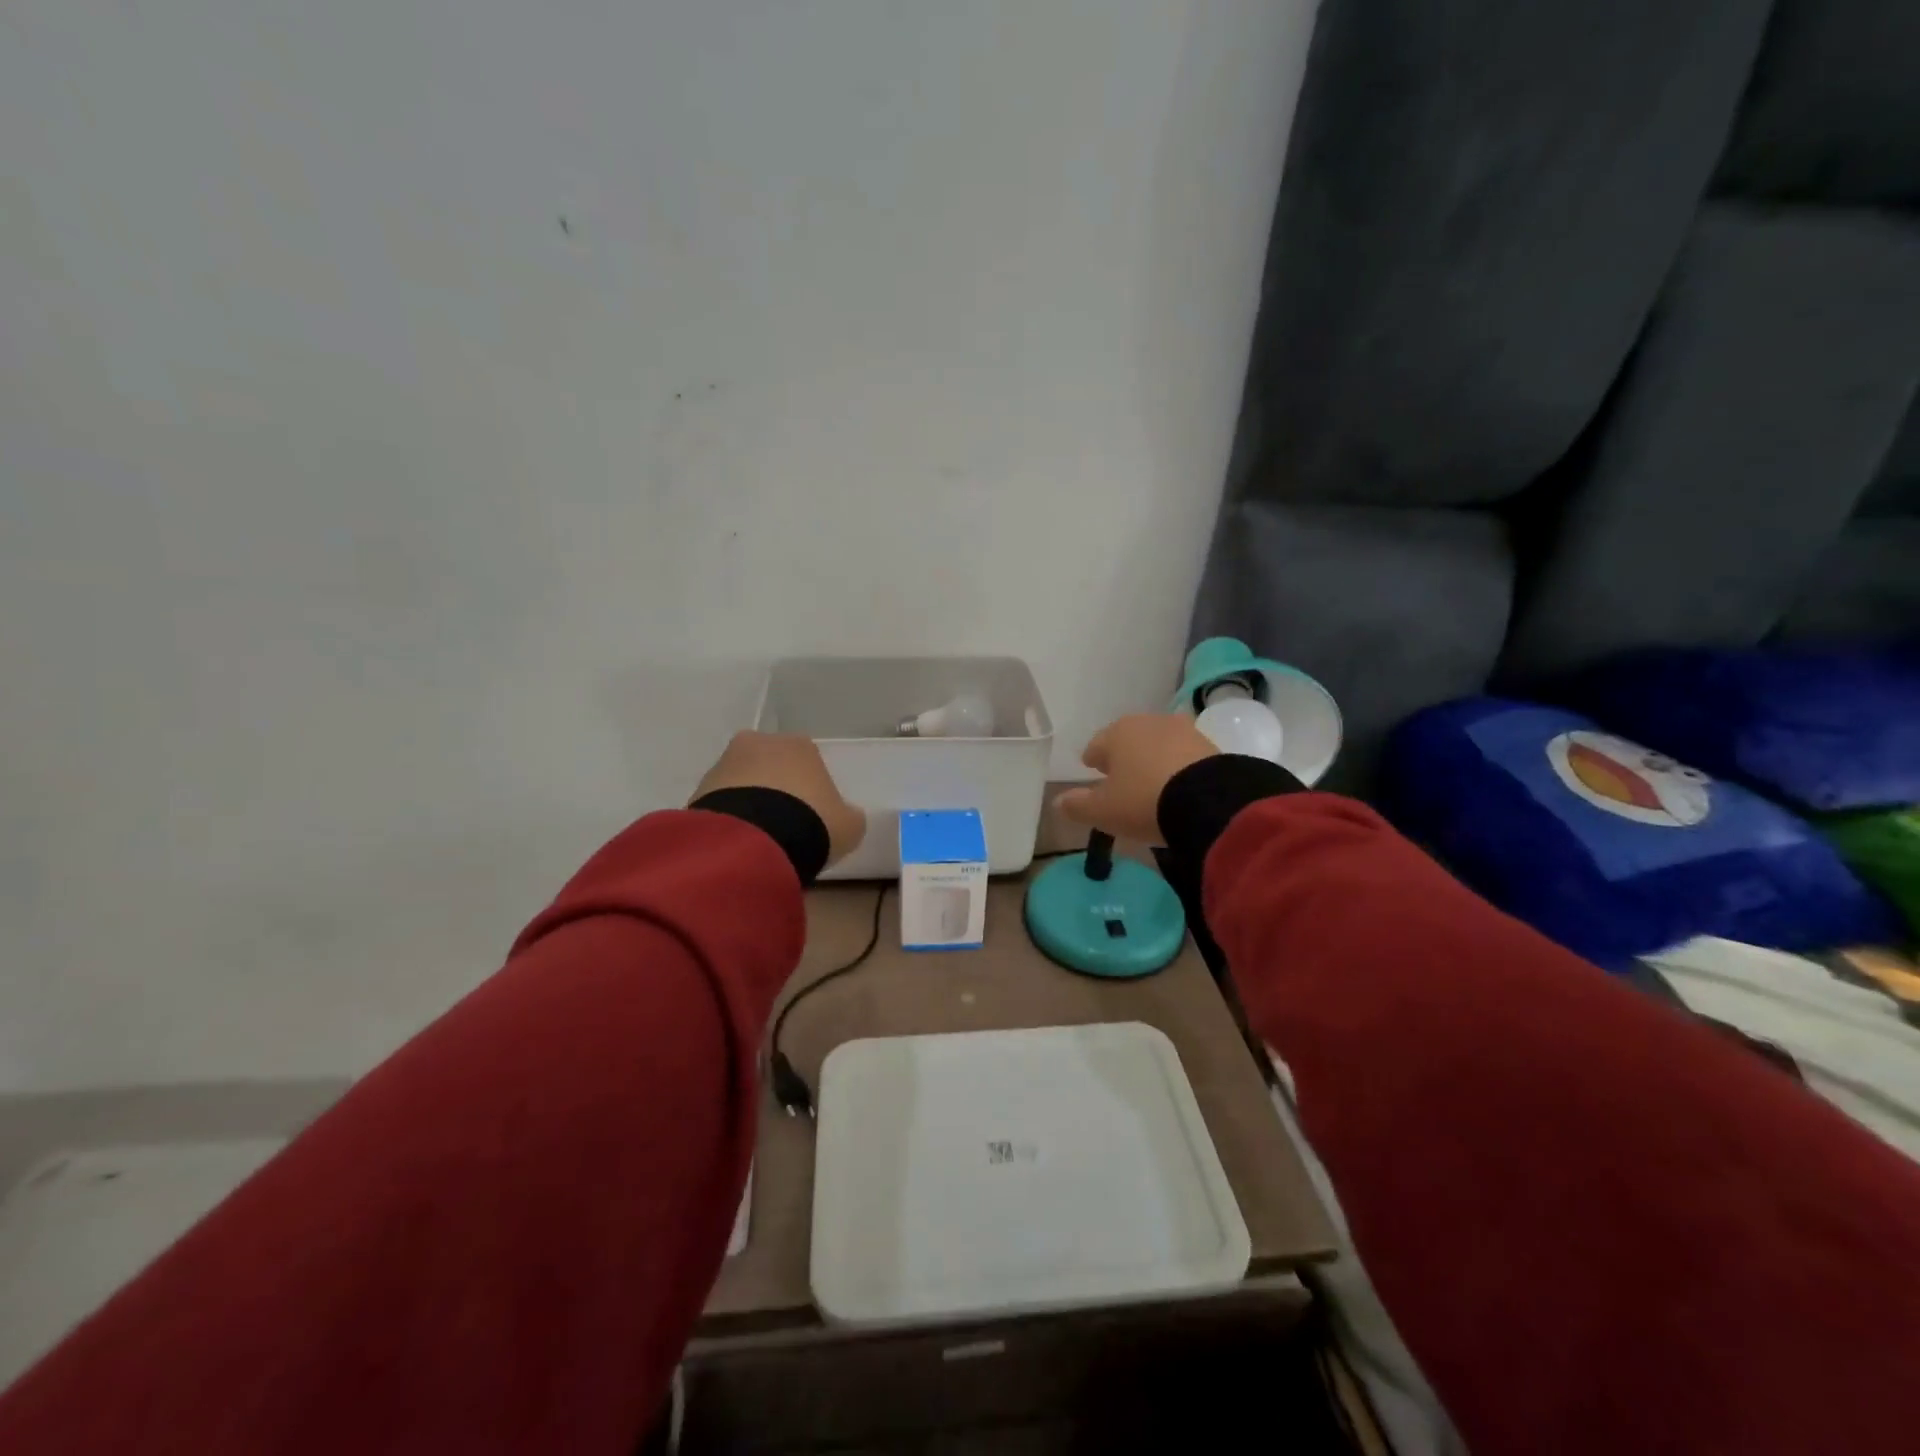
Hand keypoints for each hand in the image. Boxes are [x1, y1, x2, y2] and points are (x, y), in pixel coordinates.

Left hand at [692, 732, 866, 867]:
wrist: (754, 841)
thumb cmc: (811, 823)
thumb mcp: (849, 826)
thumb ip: (848, 816)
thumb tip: (846, 815)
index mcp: (800, 745)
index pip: (808, 761)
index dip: (810, 788)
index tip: (811, 815)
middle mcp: (760, 743)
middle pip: (771, 765)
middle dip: (775, 789)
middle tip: (783, 825)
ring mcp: (725, 763)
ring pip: (742, 781)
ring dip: (749, 802)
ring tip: (758, 838)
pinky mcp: (699, 788)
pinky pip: (722, 802)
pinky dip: (730, 817)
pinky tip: (739, 841)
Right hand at [1053, 714, 1217, 844]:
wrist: (1208, 801)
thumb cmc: (1143, 801)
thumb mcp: (1104, 811)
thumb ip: (1077, 805)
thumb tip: (1057, 801)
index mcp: (1116, 733)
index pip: (1096, 745)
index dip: (1093, 760)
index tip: (1093, 770)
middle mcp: (1148, 723)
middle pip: (1128, 740)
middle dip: (1123, 756)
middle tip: (1121, 777)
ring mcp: (1182, 730)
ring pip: (1157, 744)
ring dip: (1152, 758)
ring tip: (1151, 781)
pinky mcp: (1209, 745)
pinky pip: (1184, 754)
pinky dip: (1177, 766)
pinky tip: (1177, 784)